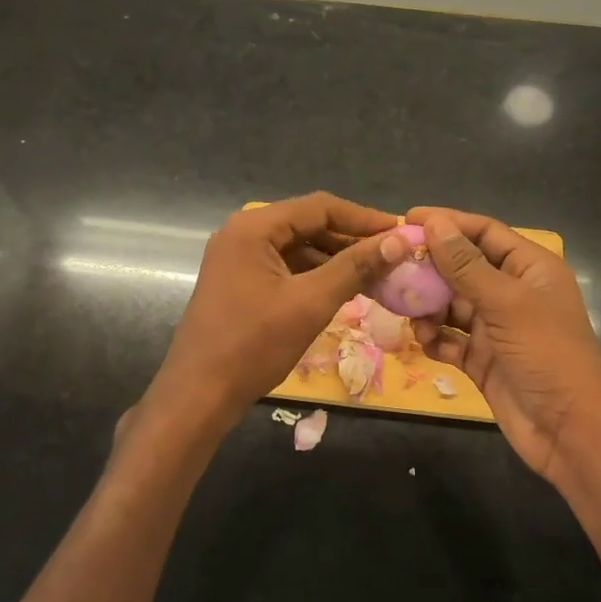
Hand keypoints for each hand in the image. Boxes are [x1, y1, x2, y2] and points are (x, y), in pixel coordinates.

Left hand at [144, 193, 404, 434]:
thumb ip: (354, 267)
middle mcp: (242, 233)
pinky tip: (342, 290)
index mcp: (254, 228)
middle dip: (350, 240)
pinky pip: (284, 268)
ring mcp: (237, 259)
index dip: (364, 218)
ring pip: (297, 247)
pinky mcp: (238, 282)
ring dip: (334, 259)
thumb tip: (398, 241)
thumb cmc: (254, 345)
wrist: (199, 394)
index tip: (401, 232)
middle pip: (307, 224)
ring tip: (375, 276)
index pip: (319, 207)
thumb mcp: (310, 303)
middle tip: (392, 257)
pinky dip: (314, 275)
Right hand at [409, 207, 600, 483]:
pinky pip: (450, 340)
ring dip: (428, 307)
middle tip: (392, 268)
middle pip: (462, 268)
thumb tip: (434, 223)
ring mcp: (496, 328)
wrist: (569, 430)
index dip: (447, 223)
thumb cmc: (546, 354)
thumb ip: (466, 264)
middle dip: (429, 268)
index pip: (484, 233)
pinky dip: (435, 339)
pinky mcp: (482, 360)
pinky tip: (424, 343)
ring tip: (407, 312)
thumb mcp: (506, 303)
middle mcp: (512, 293)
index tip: (406, 220)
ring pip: (451, 305)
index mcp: (529, 269)